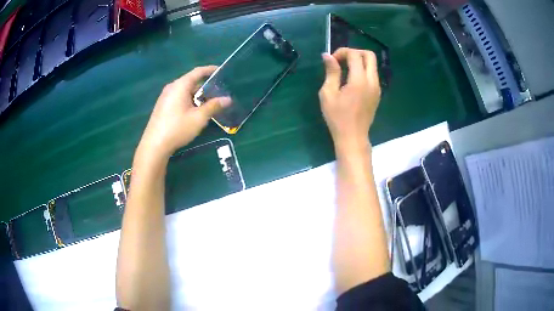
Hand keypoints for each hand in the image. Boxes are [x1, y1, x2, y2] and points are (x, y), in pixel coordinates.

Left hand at [137, 66, 230, 159]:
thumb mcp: (199, 118)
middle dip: (205, 87)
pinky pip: (178, 98)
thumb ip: (214, 106)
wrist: (154, 145)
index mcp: (180, 85)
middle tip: (218, 94)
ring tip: (208, 104)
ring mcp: (165, 97)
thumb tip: (228, 99)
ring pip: (184, 91)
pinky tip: (193, 112)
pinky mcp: (162, 106)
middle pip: (191, 82)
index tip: (220, 71)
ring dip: (197, 95)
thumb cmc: (178, 128)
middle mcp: (171, 87)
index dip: (210, 70)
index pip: (198, 71)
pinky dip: (188, 100)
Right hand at [318, 48, 380, 150]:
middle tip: (342, 60)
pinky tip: (351, 80)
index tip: (332, 61)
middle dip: (355, 52)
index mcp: (359, 80)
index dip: (342, 52)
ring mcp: (377, 87)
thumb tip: (327, 56)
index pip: (355, 54)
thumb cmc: (337, 117)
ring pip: (372, 65)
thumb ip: (331, 72)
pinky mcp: (377, 93)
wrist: (353, 137)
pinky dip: (363, 71)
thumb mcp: (328, 93)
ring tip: (345, 70)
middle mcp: (372, 81)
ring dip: (359, 61)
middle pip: (369, 55)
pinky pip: (372, 74)